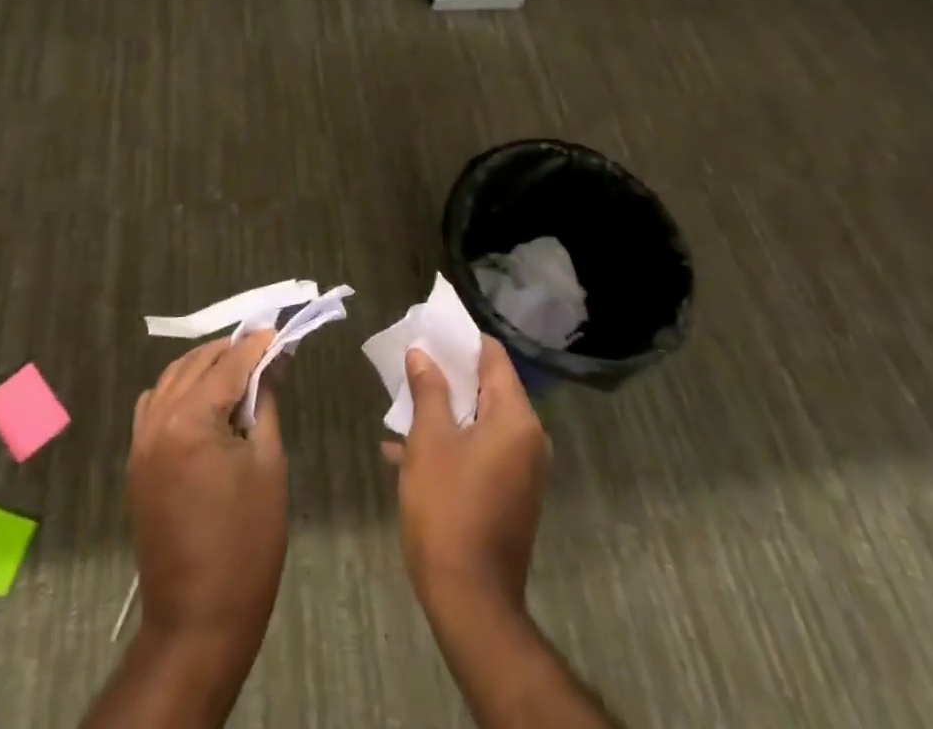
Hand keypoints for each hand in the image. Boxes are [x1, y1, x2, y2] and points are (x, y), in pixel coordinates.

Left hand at [129, 332, 288, 652]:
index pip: (228, 366)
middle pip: (195, 365)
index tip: (277, 331)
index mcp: (190, 422)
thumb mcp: (268, 464)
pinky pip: (153, 406)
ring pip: (170, 380)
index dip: (255, 347)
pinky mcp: (137, 463)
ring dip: (202, 366)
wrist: (199, 618)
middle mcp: (157, 422)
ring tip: (236, 366)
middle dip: (229, 351)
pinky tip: (202, 396)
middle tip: (262, 347)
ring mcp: (140, 442)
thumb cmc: (247, 542)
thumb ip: (265, 404)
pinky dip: (178, 390)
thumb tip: (272, 363)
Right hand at [385, 335, 548, 615]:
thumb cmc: (448, 509)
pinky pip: (481, 450)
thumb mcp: (429, 441)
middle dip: (449, 375)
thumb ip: (428, 390)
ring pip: (481, 421)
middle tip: (413, 362)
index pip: (493, 357)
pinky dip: (452, 442)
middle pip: (488, 387)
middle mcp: (528, 438)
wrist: (470, 601)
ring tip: (404, 403)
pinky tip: (407, 451)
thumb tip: (422, 354)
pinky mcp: (510, 495)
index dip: (462, 340)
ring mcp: (522, 470)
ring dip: (445, 411)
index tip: (431, 330)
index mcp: (515, 418)